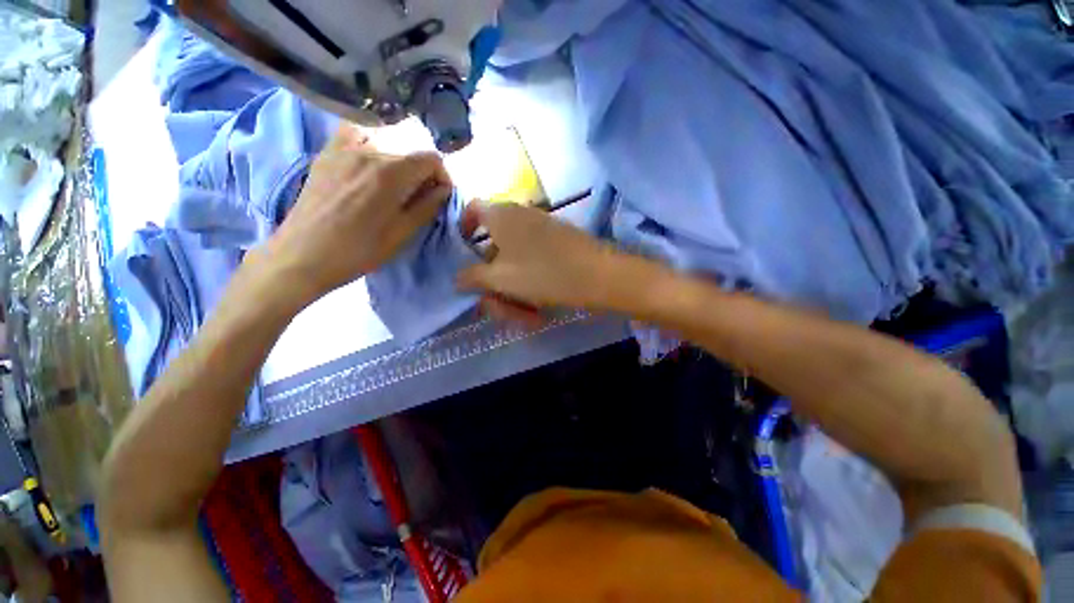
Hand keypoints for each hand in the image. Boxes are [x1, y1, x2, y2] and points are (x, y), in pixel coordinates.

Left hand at [260, 126, 451, 305]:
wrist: (303, 255)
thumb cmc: (359, 251)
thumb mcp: (402, 234)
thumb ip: (427, 206)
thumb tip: (443, 189)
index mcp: (391, 174)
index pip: (431, 159)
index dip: (442, 176)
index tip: (439, 195)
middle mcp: (369, 152)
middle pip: (409, 152)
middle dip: (421, 174)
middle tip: (417, 199)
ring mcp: (344, 149)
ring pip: (386, 147)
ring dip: (399, 166)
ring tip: (392, 190)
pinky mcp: (326, 154)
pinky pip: (356, 137)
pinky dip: (371, 148)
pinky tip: (368, 168)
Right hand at [457, 200, 630, 320]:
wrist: (599, 276)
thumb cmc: (543, 273)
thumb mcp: (500, 279)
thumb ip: (473, 277)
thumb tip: (458, 278)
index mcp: (501, 216)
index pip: (472, 209)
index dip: (463, 227)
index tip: (464, 252)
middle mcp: (520, 216)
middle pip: (494, 246)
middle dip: (493, 280)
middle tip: (497, 305)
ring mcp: (542, 229)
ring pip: (516, 262)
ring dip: (514, 290)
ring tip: (524, 314)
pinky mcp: (559, 243)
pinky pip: (534, 263)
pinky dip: (531, 285)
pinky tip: (539, 309)